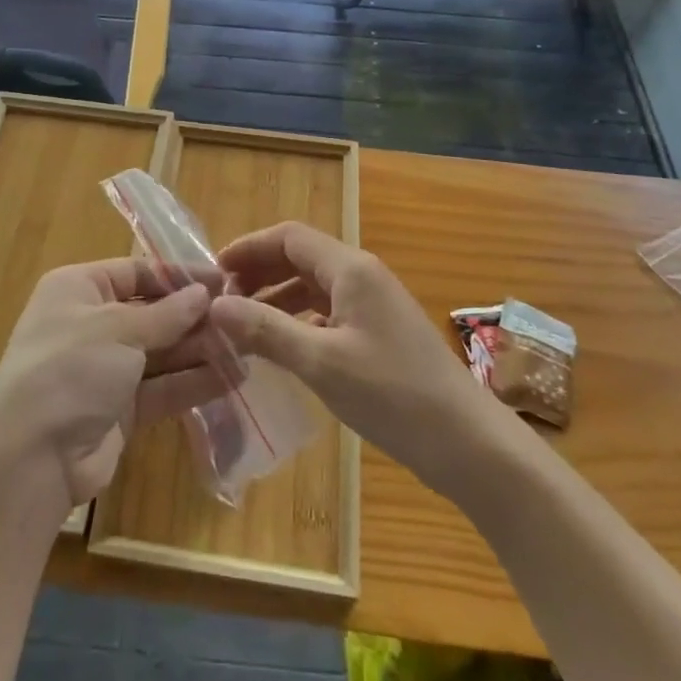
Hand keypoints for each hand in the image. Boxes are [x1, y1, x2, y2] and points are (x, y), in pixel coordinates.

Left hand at [0, 258, 222, 511]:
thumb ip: (167, 313)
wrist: (31, 459)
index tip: (223, 281)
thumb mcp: (118, 329)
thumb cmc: (70, 369)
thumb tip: (205, 292)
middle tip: (242, 317)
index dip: (179, 276)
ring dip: (200, 350)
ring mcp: (105, 368)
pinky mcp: (120, 409)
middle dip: (195, 317)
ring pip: (161, 352)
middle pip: (153, 312)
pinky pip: (162, 387)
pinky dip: (193, 382)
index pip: (136, 271)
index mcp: (79, 289)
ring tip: (247, 346)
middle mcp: (91, 323)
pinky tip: (233, 378)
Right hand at [210, 222, 499, 496]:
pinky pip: (328, 312)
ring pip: (313, 286)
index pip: (288, 237)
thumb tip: (215, 305)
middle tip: (222, 302)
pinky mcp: (379, 332)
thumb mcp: (322, 362)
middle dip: (258, 273)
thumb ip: (266, 329)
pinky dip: (298, 321)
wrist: (468, 443)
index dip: (248, 248)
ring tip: (242, 326)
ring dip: (276, 298)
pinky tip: (281, 348)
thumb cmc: (393, 394)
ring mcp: (373, 304)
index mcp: (350, 268)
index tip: (213, 273)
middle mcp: (362, 275)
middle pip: (300, 257)